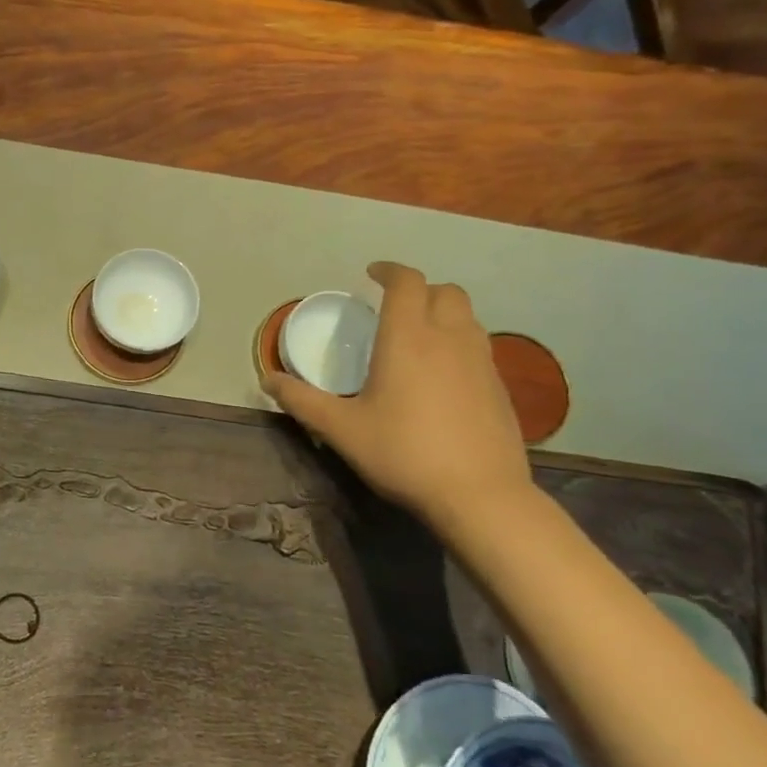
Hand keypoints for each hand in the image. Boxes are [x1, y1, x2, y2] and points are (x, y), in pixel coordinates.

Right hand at [261, 262, 531, 525]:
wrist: (479, 495)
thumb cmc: (402, 453)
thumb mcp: (340, 429)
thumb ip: (301, 400)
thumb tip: (267, 379)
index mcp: (408, 339)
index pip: (406, 283)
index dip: (389, 270)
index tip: (371, 274)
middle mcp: (449, 339)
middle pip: (444, 291)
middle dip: (419, 290)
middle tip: (392, 308)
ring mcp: (481, 362)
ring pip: (467, 316)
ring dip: (441, 313)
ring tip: (416, 337)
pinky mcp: (499, 386)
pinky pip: (477, 346)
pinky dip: (457, 342)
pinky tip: (440, 375)